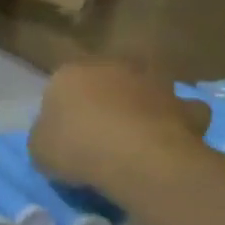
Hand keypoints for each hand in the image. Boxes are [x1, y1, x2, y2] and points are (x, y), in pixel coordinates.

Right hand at [28, 59, 209, 195]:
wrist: (136, 157)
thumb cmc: (76, 147)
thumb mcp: (38, 149)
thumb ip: (45, 135)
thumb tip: (54, 134)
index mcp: (70, 73)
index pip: (61, 85)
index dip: (63, 109)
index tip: (65, 134)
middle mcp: (113, 66)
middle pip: (106, 80)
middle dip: (105, 99)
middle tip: (101, 132)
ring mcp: (154, 82)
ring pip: (146, 88)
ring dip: (144, 104)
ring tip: (139, 134)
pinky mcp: (185, 104)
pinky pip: (183, 112)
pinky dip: (180, 122)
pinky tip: (172, 140)